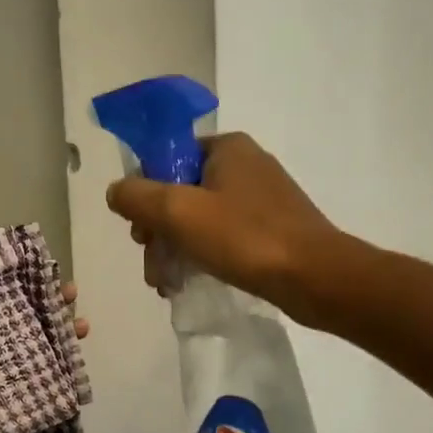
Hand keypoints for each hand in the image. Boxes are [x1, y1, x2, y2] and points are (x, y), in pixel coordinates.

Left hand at [0, 222, 86, 432]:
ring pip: (29, 333)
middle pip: (14, 305)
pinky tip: (78, 345)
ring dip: (55, 324)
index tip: (37, 256)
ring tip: (81, 319)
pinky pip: (34, 363)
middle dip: (42, 296)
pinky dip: (57, 354)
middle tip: (70, 289)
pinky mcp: (4, 382)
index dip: (8, 267)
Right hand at [105, 133, 342, 322]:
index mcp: (227, 148)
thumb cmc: (244, 237)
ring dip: (175, 249)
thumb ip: (137, 196)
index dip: (145, 193)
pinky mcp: (271, 228)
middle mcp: (245, 164)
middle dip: (158, 230)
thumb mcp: (178, 212)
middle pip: (180, 191)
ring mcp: (261, 197)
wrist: (316, 278)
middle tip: (151, 264)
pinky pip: (223, 235)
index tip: (139, 229)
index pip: (167, 158)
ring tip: (165, 284)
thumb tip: (116, 191)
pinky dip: (201, 255)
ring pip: (199, 218)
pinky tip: (188, 283)